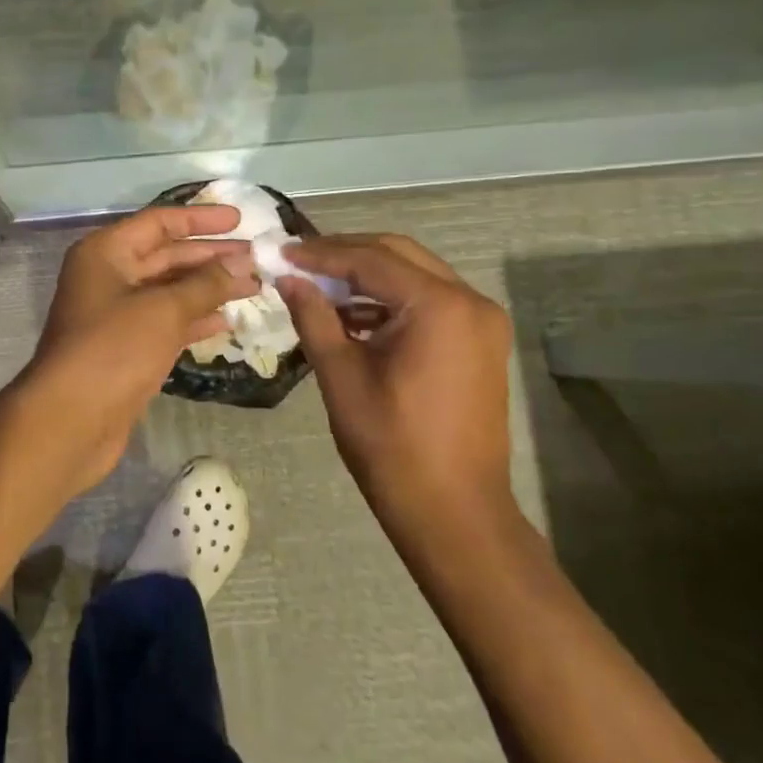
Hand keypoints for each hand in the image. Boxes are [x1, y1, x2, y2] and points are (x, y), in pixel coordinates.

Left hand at [29, 205, 258, 490]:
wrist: (71, 420)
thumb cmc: (113, 350)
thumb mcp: (164, 310)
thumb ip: (205, 284)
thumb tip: (243, 265)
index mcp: (106, 253)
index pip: (159, 223)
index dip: (200, 219)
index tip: (240, 221)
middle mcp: (108, 277)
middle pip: (166, 256)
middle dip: (211, 257)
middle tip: (257, 259)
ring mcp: (116, 315)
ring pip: (169, 291)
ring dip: (209, 289)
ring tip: (254, 287)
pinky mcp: (126, 348)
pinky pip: (166, 322)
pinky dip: (195, 320)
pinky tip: (227, 321)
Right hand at [277, 234, 513, 528]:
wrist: (454, 511)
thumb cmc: (391, 445)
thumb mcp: (341, 376)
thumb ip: (313, 317)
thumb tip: (287, 278)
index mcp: (440, 306)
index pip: (371, 260)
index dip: (321, 253)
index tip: (281, 251)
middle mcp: (471, 301)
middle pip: (399, 255)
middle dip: (346, 254)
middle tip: (299, 260)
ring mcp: (482, 322)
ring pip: (415, 275)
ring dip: (367, 276)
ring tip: (319, 286)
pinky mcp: (480, 342)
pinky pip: (429, 302)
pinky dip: (390, 301)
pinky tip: (352, 316)